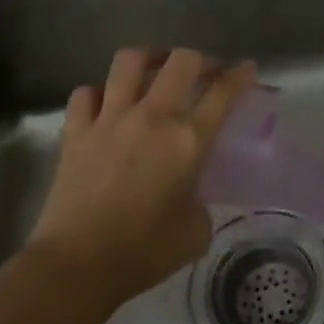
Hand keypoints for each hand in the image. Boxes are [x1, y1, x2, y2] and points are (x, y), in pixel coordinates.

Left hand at [31, 47, 255, 310]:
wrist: (77, 265)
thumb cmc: (144, 252)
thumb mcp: (196, 231)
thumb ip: (201, 201)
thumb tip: (191, 194)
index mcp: (188, 140)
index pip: (223, 93)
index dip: (240, 75)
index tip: (247, 69)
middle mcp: (152, 117)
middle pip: (181, 61)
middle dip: (199, 59)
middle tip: (204, 72)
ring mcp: (109, 119)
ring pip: (129, 62)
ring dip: (149, 60)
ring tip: (155, 69)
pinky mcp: (75, 132)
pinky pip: (86, 93)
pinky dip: (98, 93)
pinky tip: (106, 105)